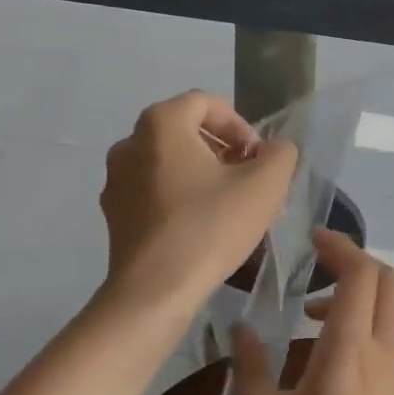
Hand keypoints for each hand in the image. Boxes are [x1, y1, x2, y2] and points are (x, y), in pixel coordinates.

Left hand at [99, 91, 296, 310]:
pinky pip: (152, 188)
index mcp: (161, 124)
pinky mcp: (113, 212)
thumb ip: (279, 155)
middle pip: (185, 130)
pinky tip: (201, 225)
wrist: (154, 291)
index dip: (239, 124)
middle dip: (222, 149)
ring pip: (168, 161)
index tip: (258, 157)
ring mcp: (116, 178)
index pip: (205, 103)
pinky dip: (179, 194)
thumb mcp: (265, 186)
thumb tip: (274, 149)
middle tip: (248, 179)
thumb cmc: (210, 228)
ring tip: (229, 204)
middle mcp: (130, 142)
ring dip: (201, 172)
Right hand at [233, 230, 393, 394]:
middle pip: (388, 281)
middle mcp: (384, 350)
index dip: (341, 246)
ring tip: (310, 322)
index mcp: (349, 349)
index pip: (360, 274)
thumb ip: (251, 368)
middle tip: (318, 266)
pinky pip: (389, 344)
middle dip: (355, 262)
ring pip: (388, 312)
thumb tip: (239, 326)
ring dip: (355, 300)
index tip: (315, 239)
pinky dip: (363, 331)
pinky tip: (334, 367)